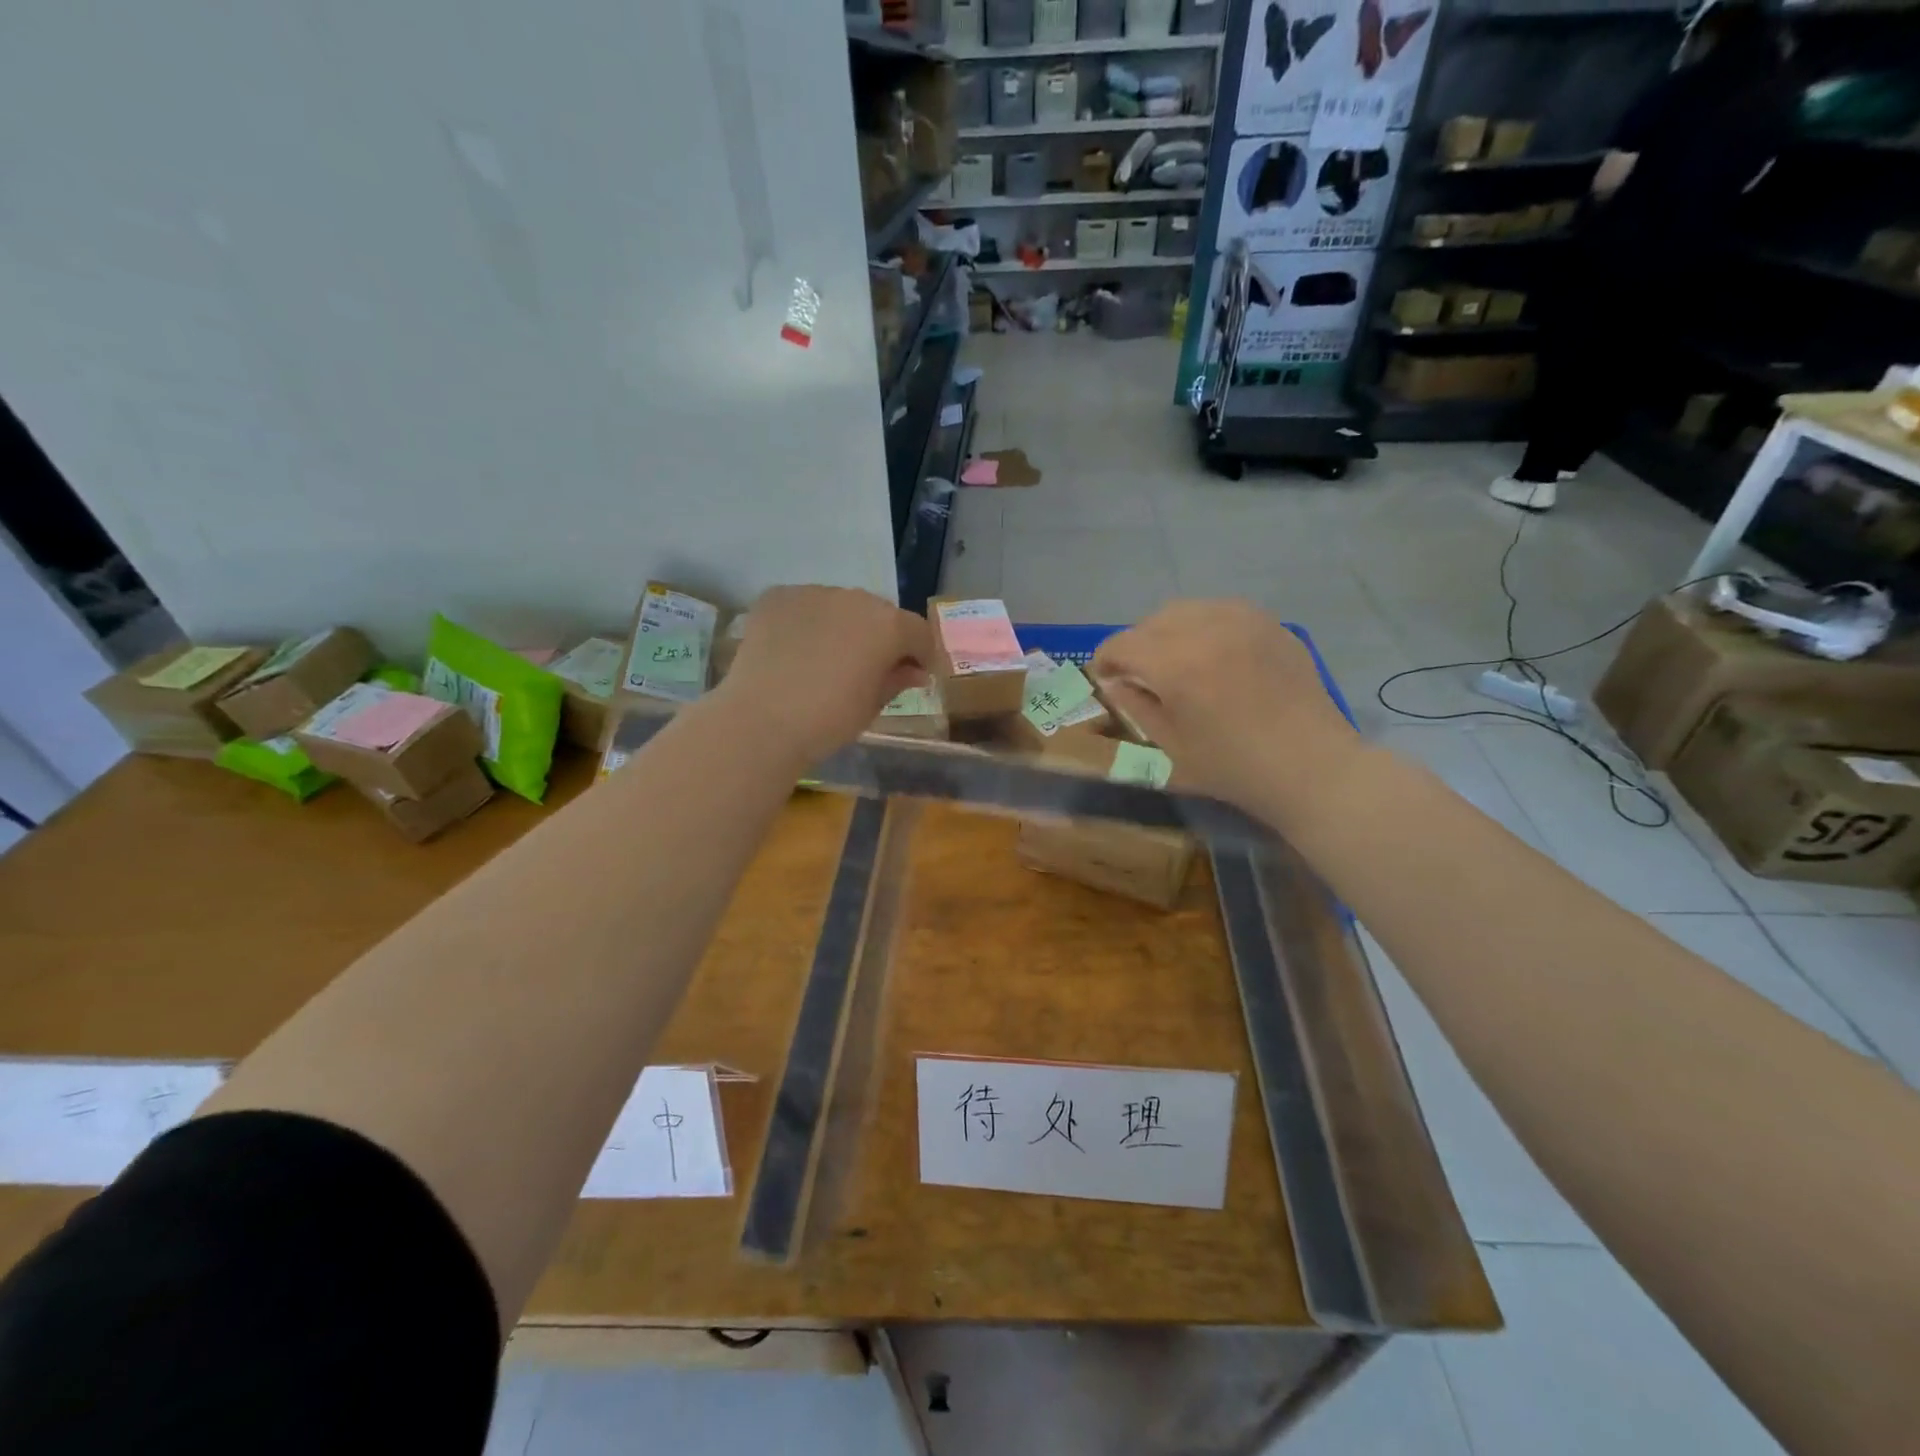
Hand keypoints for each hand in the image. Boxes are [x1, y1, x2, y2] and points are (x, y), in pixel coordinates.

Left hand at [717, 586, 932, 761]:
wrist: (761, 720)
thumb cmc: (829, 720)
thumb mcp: (873, 705)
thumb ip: (898, 679)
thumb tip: (914, 671)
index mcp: (888, 626)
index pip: (918, 632)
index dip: (920, 654)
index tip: (914, 675)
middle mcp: (855, 598)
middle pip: (878, 614)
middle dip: (880, 637)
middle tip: (868, 667)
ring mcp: (813, 593)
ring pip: (839, 606)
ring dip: (842, 626)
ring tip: (826, 658)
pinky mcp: (777, 596)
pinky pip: (803, 606)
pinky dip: (806, 622)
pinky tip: (795, 650)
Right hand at [1091, 600, 1359, 818]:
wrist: (1311, 767)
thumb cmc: (1235, 768)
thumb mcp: (1173, 746)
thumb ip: (1137, 707)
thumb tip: (1115, 683)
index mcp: (1176, 665)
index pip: (1122, 644)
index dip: (1105, 659)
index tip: (1105, 677)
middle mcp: (1207, 630)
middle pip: (1152, 621)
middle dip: (1136, 643)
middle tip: (1138, 672)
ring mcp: (1244, 621)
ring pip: (1187, 609)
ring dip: (1169, 630)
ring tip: (1174, 659)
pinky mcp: (1270, 624)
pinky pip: (1222, 611)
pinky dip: (1204, 626)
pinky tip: (1212, 655)